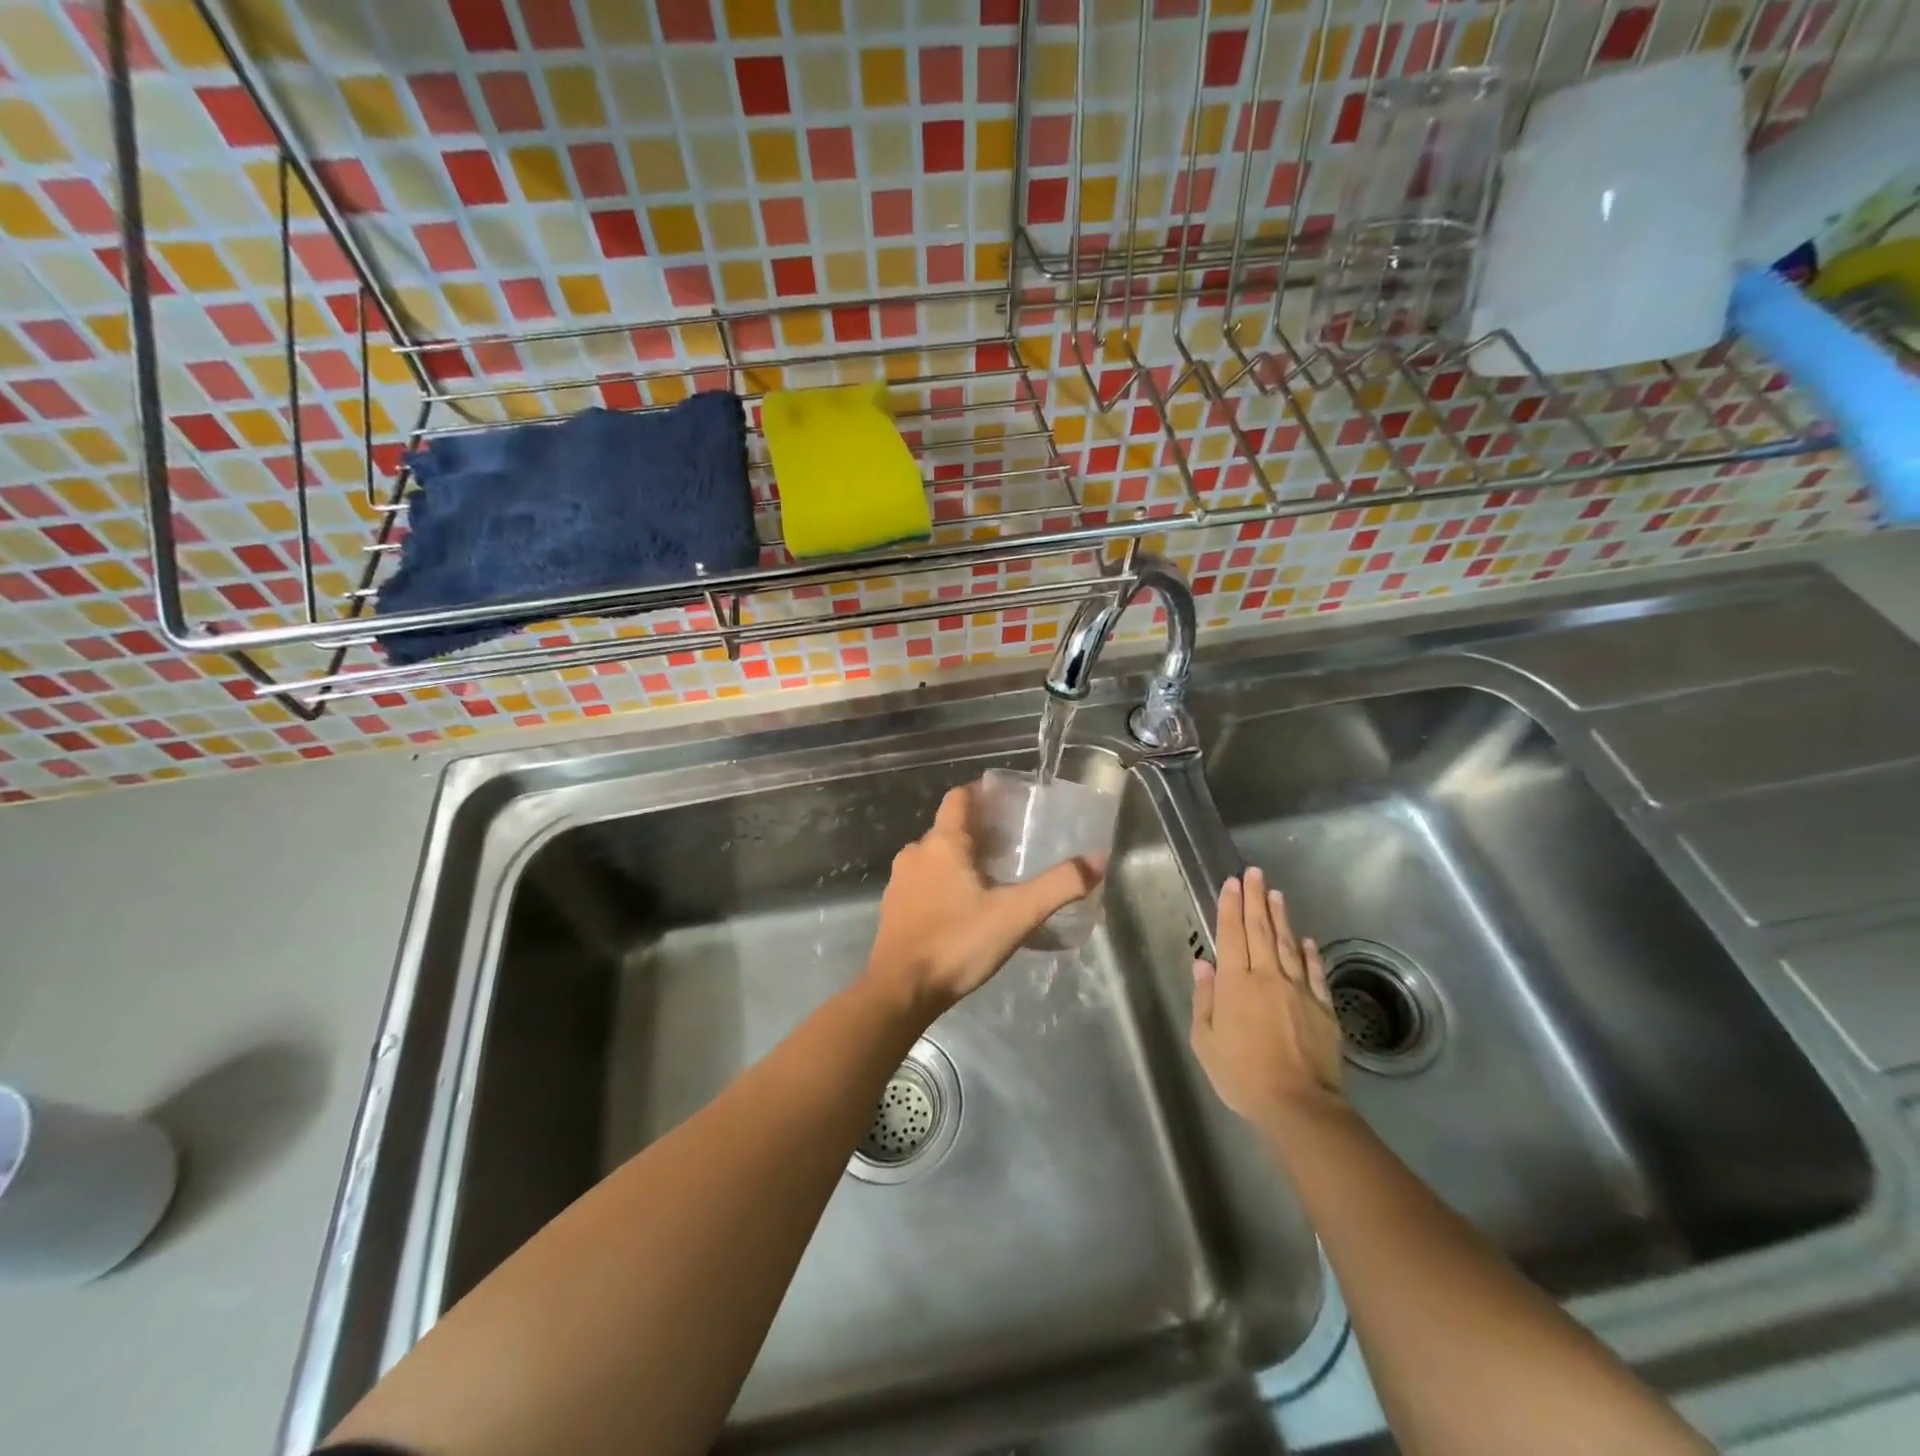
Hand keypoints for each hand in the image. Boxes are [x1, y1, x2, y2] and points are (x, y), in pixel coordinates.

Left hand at [864, 781, 1101, 1017]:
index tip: (1007, 801)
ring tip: (992, 878)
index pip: (959, 798)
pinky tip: (964, 908)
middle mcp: (916, 853)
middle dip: (979, 832)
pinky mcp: (894, 908)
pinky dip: (943, 884)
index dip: (982, 793)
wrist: (901, 990)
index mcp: (942, 843)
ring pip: (934, 857)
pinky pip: (923, 883)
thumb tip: (1097, 860)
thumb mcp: (1016, 914)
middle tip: (1013, 846)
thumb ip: (1059, 886)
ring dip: (960, 860)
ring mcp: (900, 881)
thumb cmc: (958, 942)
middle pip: (949, 828)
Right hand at [1190, 866, 1344, 1126]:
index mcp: (1235, 983)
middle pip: (1260, 929)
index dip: (1230, 906)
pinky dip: (1311, 953)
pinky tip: (1308, 940)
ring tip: (1276, 894)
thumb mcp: (1205, 1040)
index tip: (1231, 882)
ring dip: (1281, 917)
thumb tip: (1203, 963)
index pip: (1231, 934)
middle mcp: (1267, 976)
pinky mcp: (1323, 1007)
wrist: (1298, 1105)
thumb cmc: (1241, 1074)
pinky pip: (1315, 972)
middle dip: (1255, 899)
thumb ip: (1204, 998)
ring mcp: (1299, 990)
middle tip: (1254, 872)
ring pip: (1289, 944)